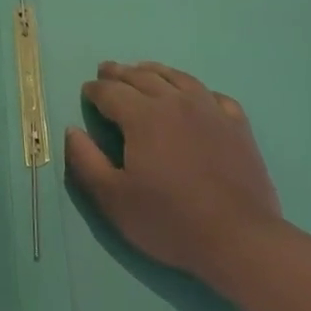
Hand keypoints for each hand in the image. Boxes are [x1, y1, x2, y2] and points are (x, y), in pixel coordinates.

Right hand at [66, 61, 282, 285]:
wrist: (239, 239)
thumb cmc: (170, 220)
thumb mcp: (114, 199)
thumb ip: (86, 161)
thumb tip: (71, 130)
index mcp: (142, 116)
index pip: (110, 91)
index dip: (94, 90)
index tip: (87, 91)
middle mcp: (175, 101)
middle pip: (142, 77)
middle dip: (119, 73)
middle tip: (107, 71)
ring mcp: (210, 110)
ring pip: (177, 77)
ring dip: (154, 71)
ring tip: (144, 71)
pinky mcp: (237, 125)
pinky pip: (213, 95)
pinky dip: (197, 91)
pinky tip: (194, 97)